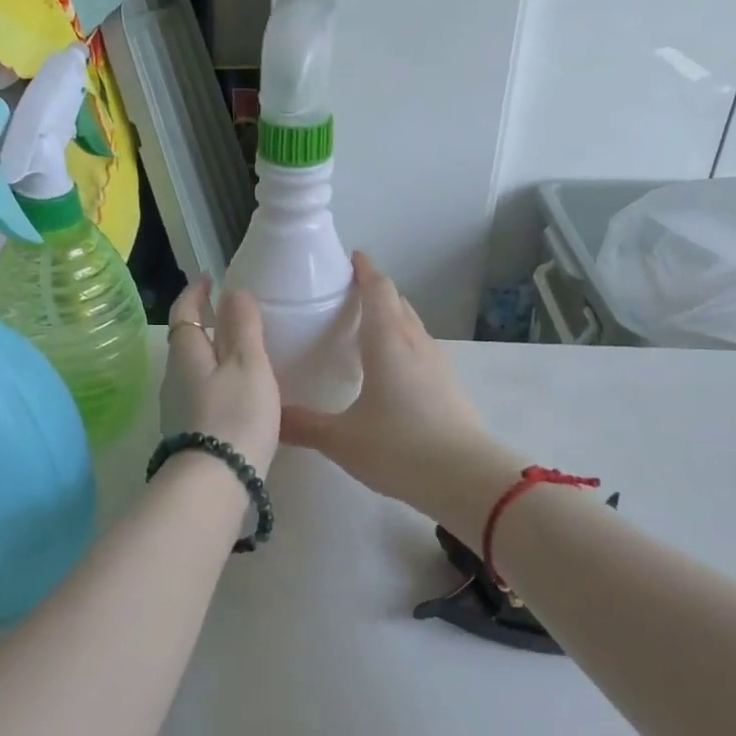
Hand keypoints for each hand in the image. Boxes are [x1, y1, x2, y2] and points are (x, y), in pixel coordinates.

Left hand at [162, 277, 280, 475]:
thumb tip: (232, 291)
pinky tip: (238, 394)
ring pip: (194, 370)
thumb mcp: (248, 364)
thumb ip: (242, 326)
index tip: (209, 278)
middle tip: (232, 315)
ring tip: (240, 353)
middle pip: (186, 342)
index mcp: (186, 354)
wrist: (215, 483)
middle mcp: (174, 378)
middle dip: (204, 324)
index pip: (185, 313)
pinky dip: (217, 383)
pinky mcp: (189, 434)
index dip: (196, 293)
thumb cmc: (235, 415)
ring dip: (212, 356)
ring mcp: (178, 409)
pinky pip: (201, 395)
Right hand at [280, 252, 495, 511]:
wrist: (467, 479)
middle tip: (346, 293)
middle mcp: (415, 343)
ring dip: (391, 316)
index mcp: (387, 341)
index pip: (378, 289)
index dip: (365, 270)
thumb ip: (302, 425)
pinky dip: (401, 342)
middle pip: (397, 302)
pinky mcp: (448, 385)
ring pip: (411, 325)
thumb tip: (268, 416)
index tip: (351, 257)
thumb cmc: (400, 448)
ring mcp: (436, 364)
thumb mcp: (341, 439)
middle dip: (375, 290)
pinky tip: (387, 367)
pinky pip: (420, 348)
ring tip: (364, 326)